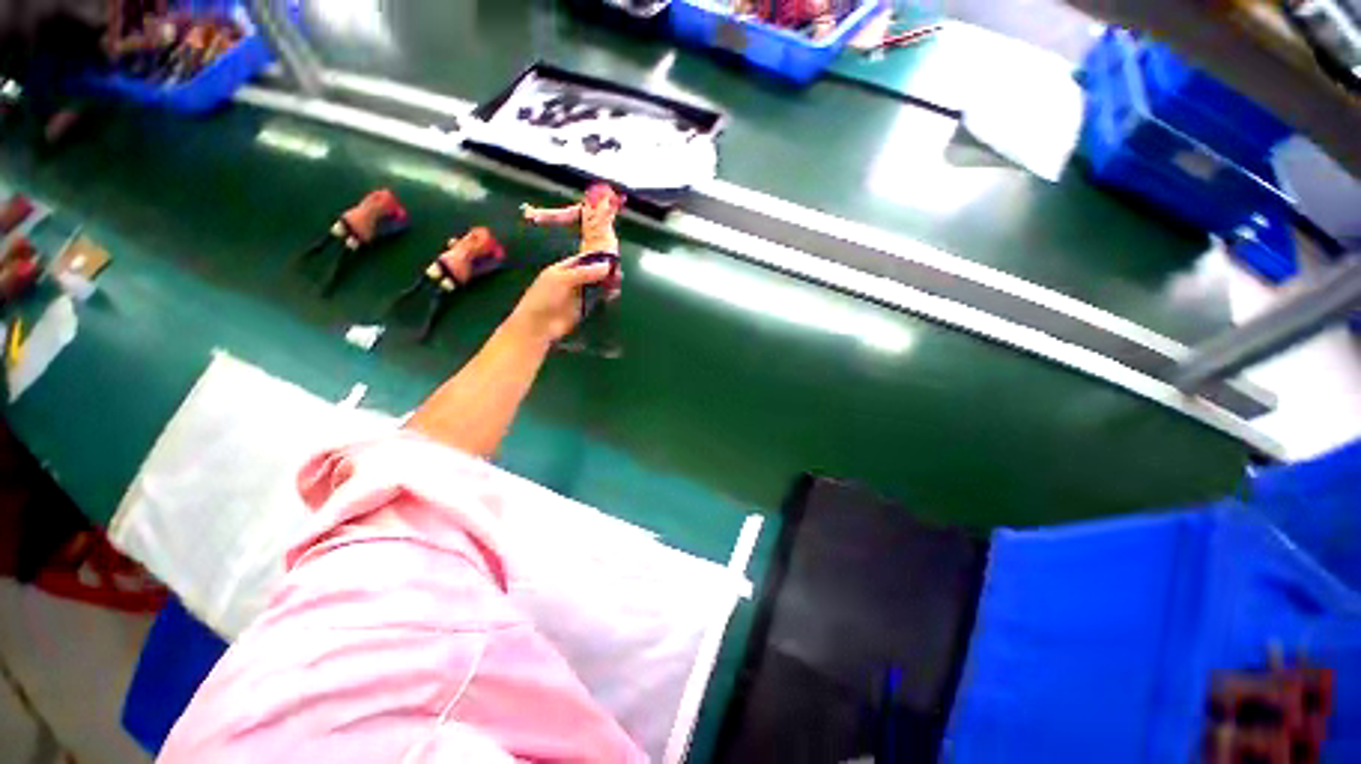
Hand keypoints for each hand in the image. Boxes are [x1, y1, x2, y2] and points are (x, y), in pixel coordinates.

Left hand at [506, 254, 616, 343]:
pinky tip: (615, 295)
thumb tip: (606, 266)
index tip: (613, 257)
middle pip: (592, 273)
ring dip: (606, 284)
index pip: (583, 259)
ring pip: (596, 286)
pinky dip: (605, 297)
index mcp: (563, 269)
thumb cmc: (544, 298)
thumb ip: (584, 273)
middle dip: (604, 271)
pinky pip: (597, 300)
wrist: (539, 326)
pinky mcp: (584, 308)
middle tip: (621, 271)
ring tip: (621, 282)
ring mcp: (578, 295)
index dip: (597, 257)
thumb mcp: (562, 280)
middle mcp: (572, 280)